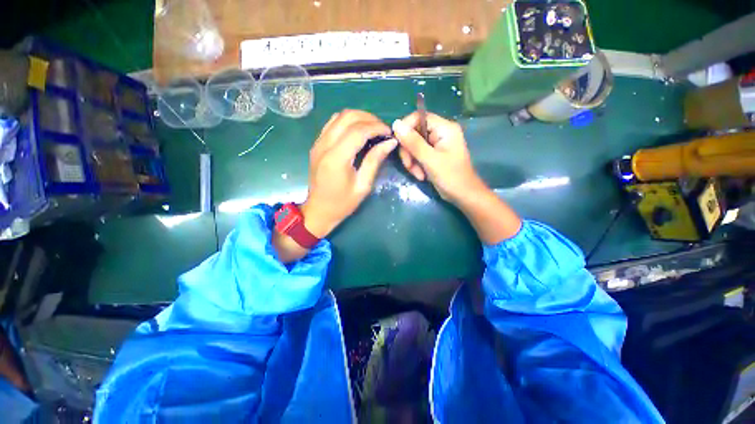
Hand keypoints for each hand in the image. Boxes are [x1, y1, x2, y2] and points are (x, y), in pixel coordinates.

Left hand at [302, 110, 396, 237]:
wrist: (318, 210)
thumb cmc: (342, 203)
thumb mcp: (363, 185)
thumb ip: (375, 161)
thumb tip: (390, 142)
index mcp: (336, 158)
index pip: (358, 130)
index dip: (377, 127)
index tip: (389, 133)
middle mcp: (324, 145)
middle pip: (348, 116)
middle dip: (369, 119)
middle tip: (383, 130)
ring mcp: (318, 143)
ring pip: (339, 116)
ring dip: (358, 118)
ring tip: (372, 129)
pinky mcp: (316, 144)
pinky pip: (332, 123)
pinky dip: (347, 122)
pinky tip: (357, 132)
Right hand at [393, 112, 485, 202]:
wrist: (463, 195)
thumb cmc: (451, 177)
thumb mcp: (430, 160)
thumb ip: (413, 142)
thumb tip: (396, 124)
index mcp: (444, 128)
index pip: (418, 117)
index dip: (405, 128)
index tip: (397, 143)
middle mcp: (440, 132)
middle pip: (414, 132)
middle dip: (408, 150)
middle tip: (409, 166)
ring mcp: (437, 144)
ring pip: (414, 145)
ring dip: (411, 160)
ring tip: (417, 174)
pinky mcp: (433, 154)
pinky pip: (418, 154)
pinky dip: (416, 164)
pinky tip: (421, 175)